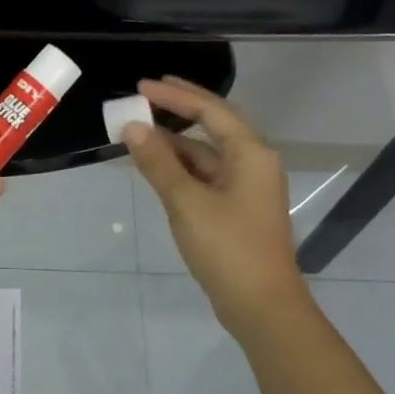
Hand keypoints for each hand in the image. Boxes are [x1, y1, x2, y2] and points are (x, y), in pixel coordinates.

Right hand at [125, 77, 311, 337]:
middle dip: (179, 111)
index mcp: (251, 154)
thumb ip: (159, 163)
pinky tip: (157, 169)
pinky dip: (181, 169)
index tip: (142, 87)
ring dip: (176, 143)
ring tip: (139, 133)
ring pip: (208, 154)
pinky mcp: (237, 210)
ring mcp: (247, 188)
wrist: (261, 306)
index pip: (211, 110)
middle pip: (214, 126)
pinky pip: (206, 176)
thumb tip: (133, 127)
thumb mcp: (187, 202)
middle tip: (144, 97)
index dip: (176, 96)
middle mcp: (254, 164)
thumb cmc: (228, 248)